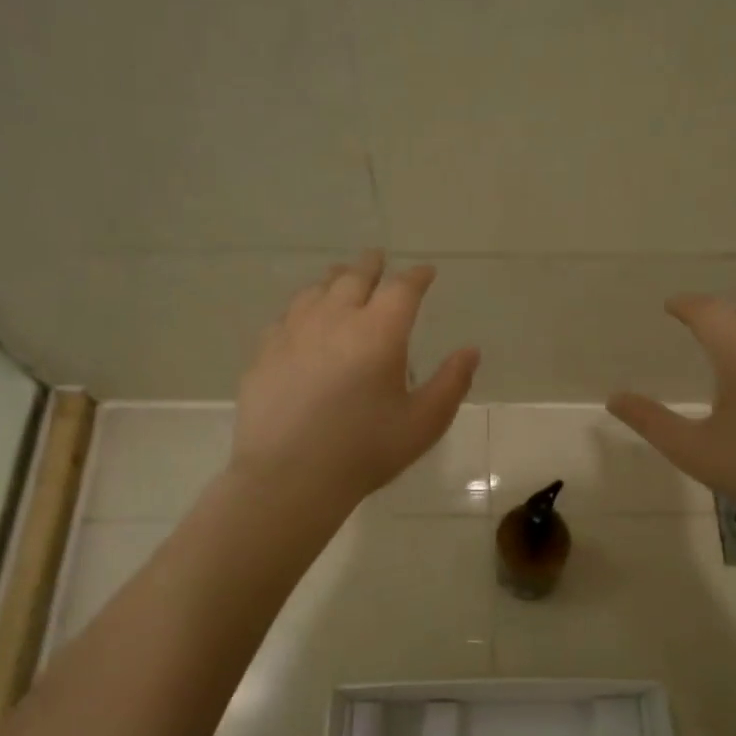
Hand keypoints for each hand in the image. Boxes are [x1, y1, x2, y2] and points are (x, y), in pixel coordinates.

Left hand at [229, 251, 478, 512]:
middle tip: (379, 259)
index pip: (402, 288)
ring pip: (317, 290)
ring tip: (341, 278)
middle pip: (355, 277)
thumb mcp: (422, 423)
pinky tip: (303, 318)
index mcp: (379, 332)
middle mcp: (335, 318)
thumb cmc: (364, 451)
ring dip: (335, 279)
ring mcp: (294, 332)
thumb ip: (451, 383)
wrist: (289, 476)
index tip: (426, 272)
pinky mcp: (265, 351)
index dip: (417, 276)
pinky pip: (287, 315)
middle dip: (372, 265)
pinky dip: (304, 306)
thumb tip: (470, 351)